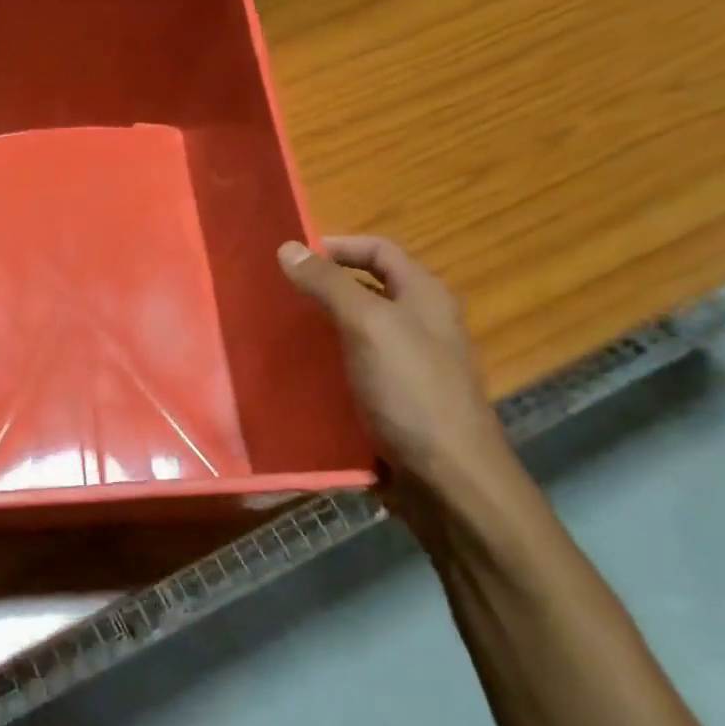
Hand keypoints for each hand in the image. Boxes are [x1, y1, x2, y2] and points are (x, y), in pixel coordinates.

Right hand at [278, 236, 535, 530]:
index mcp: (424, 296)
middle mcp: (421, 324)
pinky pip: (354, 370)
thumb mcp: (368, 326)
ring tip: (277, 333)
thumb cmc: (411, 391)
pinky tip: (297, 376)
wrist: (448, 479)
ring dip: (320, 329)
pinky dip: (327, 367)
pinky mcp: (394, 401)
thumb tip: (288, 247)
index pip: (379, 250)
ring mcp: (409, 365)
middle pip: (367, 289)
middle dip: (323, 287)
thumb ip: (329, 285)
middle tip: (277, 294)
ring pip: (357, 332)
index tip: (291, 256)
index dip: (337, 245)